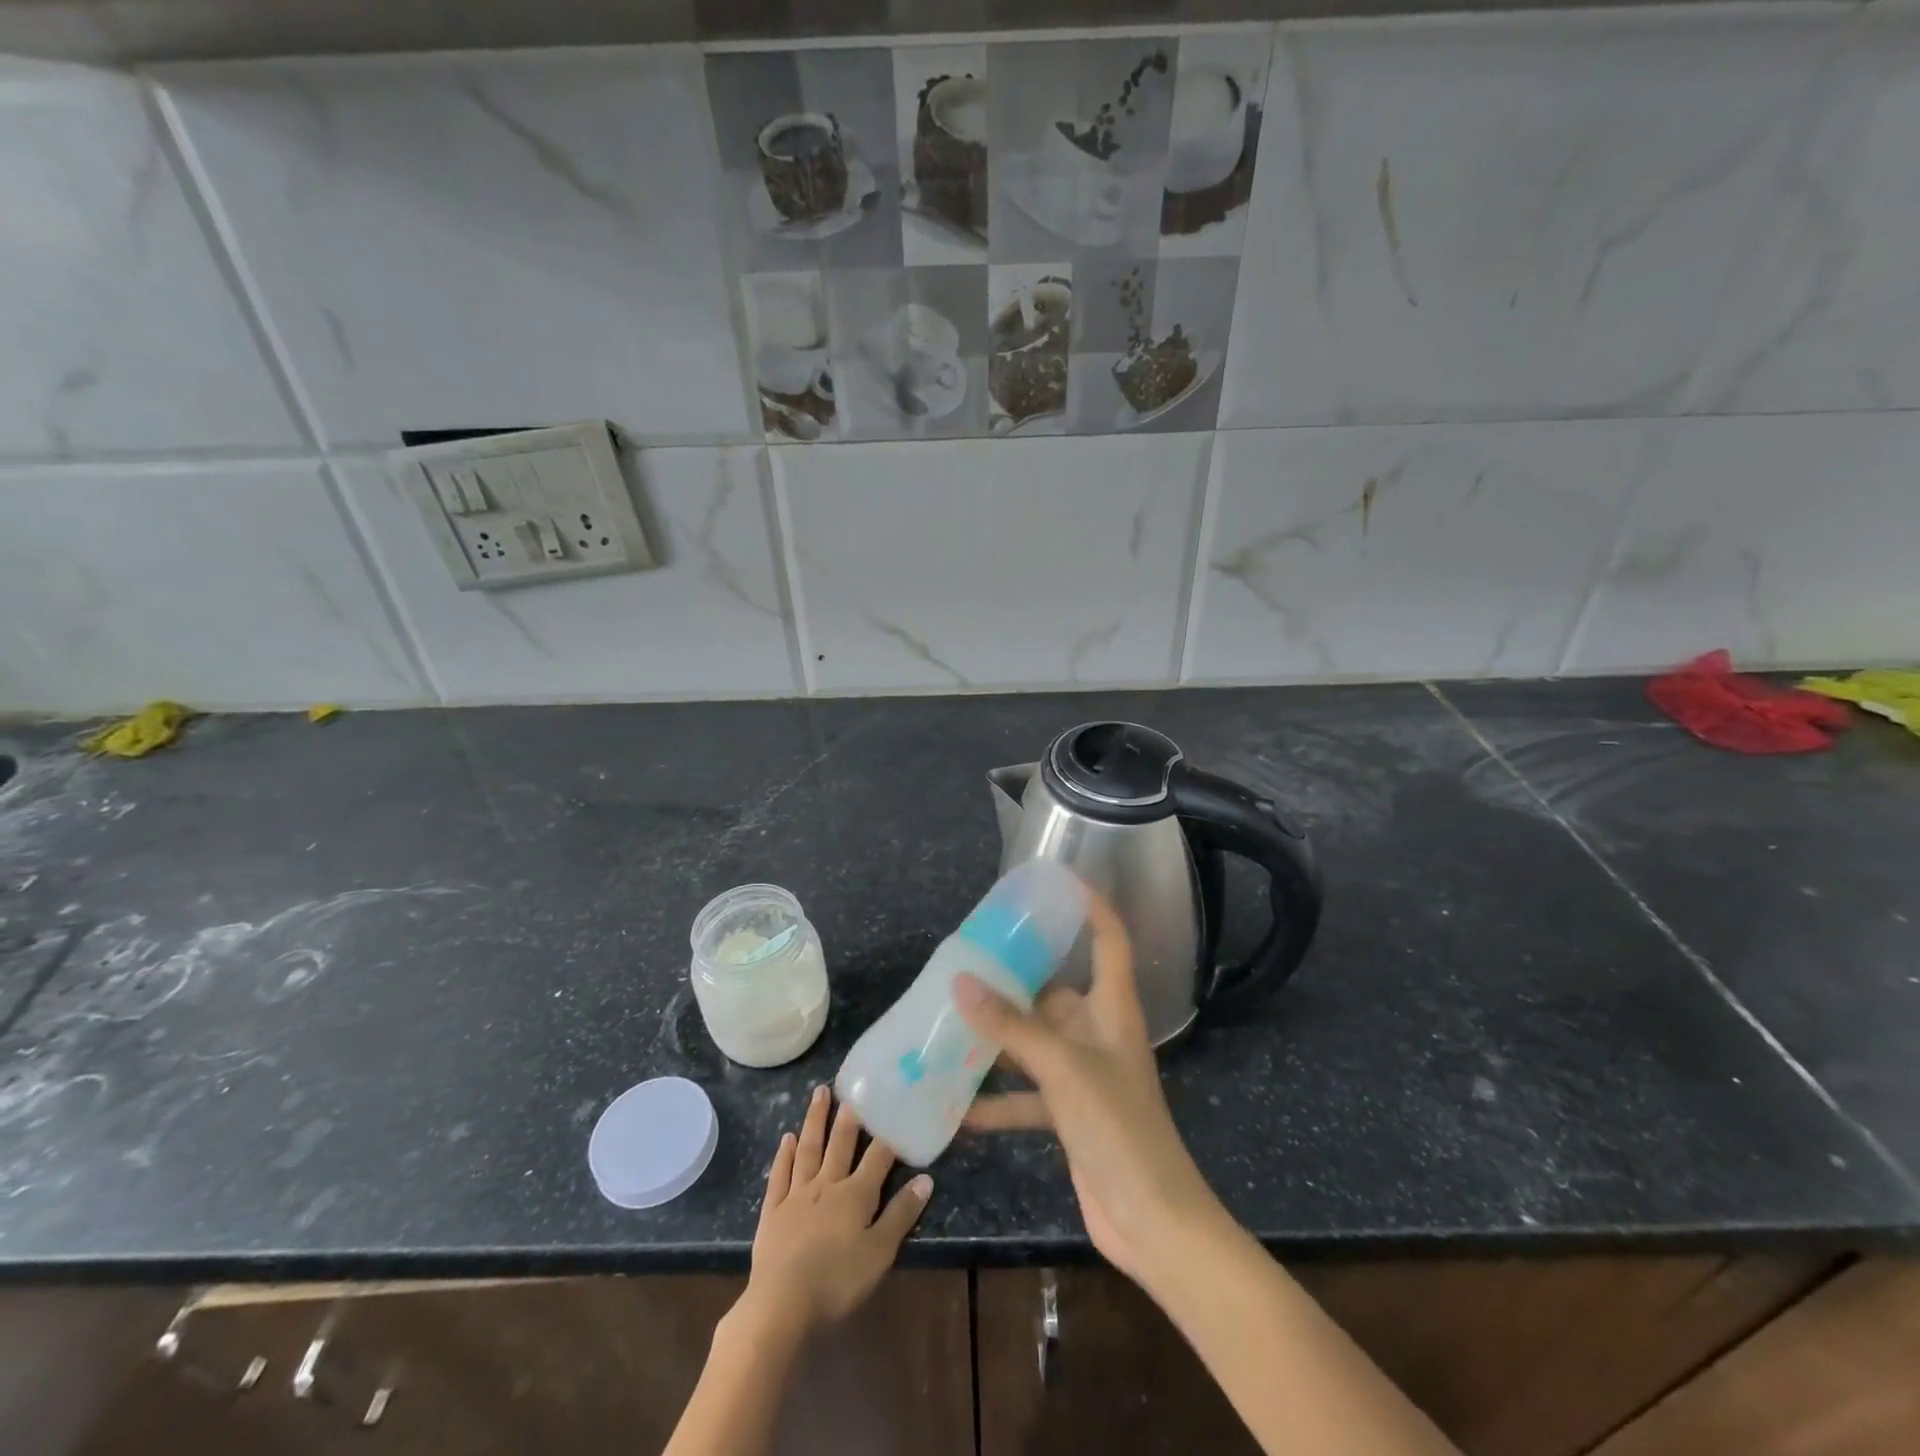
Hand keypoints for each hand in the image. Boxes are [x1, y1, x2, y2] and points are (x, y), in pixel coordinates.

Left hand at [742, 1085, 932, 1334]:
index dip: (887, 1133)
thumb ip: (901, 1215)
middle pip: (840, 1143)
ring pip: (808, 1149)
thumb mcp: (879, 1253)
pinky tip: (786, 1138)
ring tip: (819, 1092)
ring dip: (815, 1120)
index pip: (877, 1157)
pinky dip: (783, 1155)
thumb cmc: (837, 1281)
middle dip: (848, 1115)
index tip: (893, 1106)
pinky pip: (779, 1175)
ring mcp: (797, 1195)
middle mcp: (827, 1184)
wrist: (781, 1304)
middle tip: (851, 1085)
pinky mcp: (772, 1211)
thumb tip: (926, 1179)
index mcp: (856, 1194)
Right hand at [955, 890, 1223, 1289]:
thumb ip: (1012, 1027)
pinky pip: (1026, 1094)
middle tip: (968, 959)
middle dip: (1016, 978)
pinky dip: (996, 1098)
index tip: (1057, 882)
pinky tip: (956, 1106)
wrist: (1151, 1222)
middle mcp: (1098, 1033)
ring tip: (950, 1019)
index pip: (1109, 940)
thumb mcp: (1063, 1069)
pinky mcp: (1069, 1114)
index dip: (1091, 906)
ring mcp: (1083, 1075)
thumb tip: (961, 982)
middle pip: (1056, 991)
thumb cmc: (1118, 1128)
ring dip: (998, 1037)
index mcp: (1112, 1009)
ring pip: (1034, 1042)